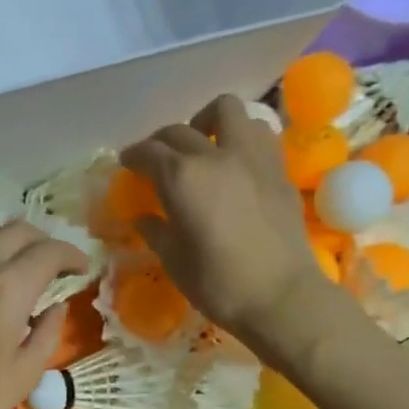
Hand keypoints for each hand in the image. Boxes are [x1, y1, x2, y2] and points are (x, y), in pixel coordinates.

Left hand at [0, 222, 88, 408]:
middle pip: (18, 230)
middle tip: (56, 266)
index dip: (72, 255)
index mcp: (7, 290)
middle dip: (44, 241)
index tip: (83, 269)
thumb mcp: (22, 376)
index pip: (48, 252)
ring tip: (23, 267)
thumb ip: (47, 333)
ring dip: (13, 242)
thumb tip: (57, 307)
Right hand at [122, 95, 344, 348]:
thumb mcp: (175, 262)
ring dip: (208, 122)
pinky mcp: (279, 168)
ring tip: (203, 145)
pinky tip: (234, 161)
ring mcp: (252, 156)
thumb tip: (144, 218)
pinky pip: (257, 133)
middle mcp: (216, 155)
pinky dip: (240, 137)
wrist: (281, 296)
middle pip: (180, 129)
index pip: (149, 153)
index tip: (127, 163)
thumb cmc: (219, 284)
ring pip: (227, 111)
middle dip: (161, 141)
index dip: (133, 156)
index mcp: (182, 178)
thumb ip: (156, 232)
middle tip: (156, 160)